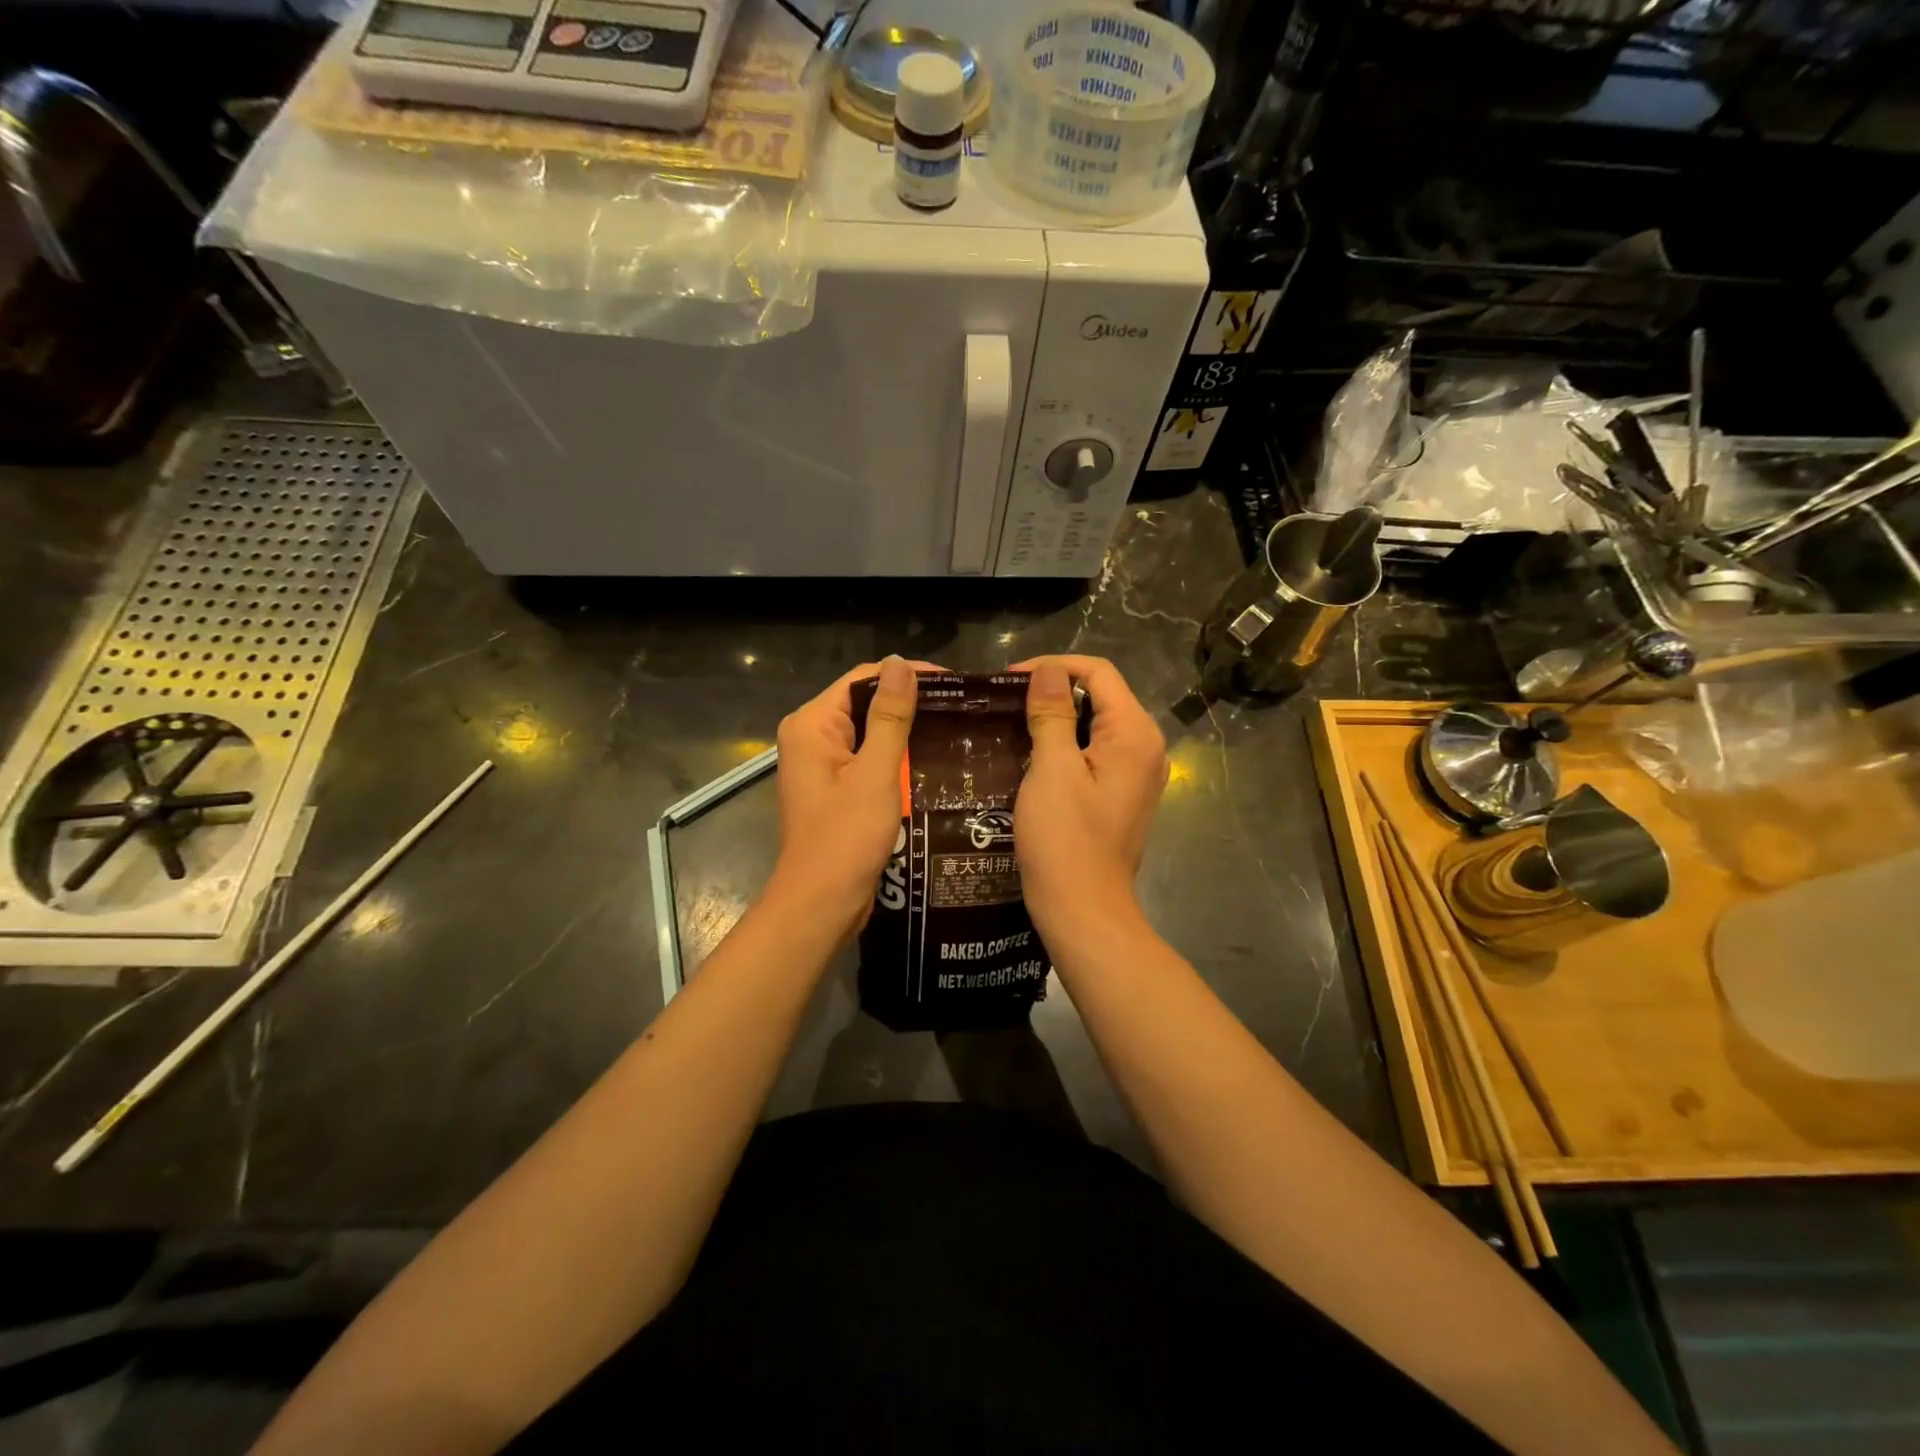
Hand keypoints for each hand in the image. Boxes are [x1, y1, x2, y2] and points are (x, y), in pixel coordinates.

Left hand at [770, 656, 940, 937]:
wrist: (822, 904)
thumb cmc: (845, 837)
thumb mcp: (874, 773)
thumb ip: (890, 717)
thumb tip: (899, 663)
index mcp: (811, 725)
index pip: (862, 679)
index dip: (905, 675)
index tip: (953, 683)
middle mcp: (811, 738)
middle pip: (864, 703)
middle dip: (909, 703)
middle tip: (960, 706)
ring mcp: (822, 766)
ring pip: (870, 733)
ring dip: (906, 731)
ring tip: (955, 728)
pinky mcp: (836, 789)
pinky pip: (869, 759)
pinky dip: (897, 757)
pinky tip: (933, 759)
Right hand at [1010, 655, 1167, 944]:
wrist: (1083, 910)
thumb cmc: (1065, 839)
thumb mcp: (1052, 770)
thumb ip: (1052, 714)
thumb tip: (1048, 670)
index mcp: (1134, 734)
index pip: (1099, 672)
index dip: (1054, 666)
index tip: (1008, 679)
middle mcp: (1146, 747)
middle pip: (1101, 696)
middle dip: (1053, 691)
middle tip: (1005, 701)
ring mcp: (1137, 774)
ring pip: (1096, 725)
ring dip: (1056, 718)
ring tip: (1011, 723)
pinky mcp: (1122, 795)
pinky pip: (1095, 753)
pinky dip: (1066, 745)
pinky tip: (1032, 755)